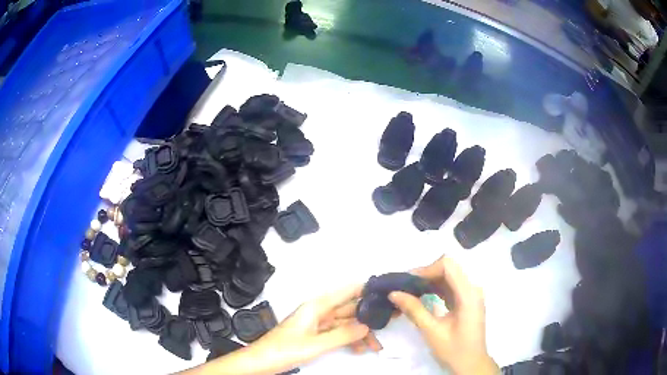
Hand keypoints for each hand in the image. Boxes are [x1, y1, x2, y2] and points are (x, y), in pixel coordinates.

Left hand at [190, 285, 380, 374]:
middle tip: (389, 321)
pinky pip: (337, 333)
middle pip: (348, 309)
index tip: (385, 292)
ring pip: (345, 323)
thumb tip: (366, 325)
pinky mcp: (315, 334)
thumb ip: (342, 335)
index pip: (346, 291)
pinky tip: (359, 348)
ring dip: (360, 332)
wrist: (262, 362)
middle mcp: (318, 311)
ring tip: (376, 344)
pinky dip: (349, 339)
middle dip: (368, 315)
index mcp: (316, 306)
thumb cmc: (283, 350)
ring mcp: (316, 323)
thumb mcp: (316, 344)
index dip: (365, 289)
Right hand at [388, 256, 498, 374]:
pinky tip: (421, 296)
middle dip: (425, 274)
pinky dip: (435, 289)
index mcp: (468, 294)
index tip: (407, 282)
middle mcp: (472, 289)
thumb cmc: (454, 349)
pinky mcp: (467, 301)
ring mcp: (471, 294)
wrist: (471, 364)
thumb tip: (394, 293)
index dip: (426, 269)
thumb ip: (414, 310)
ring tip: (409, 291)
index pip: (448, 266)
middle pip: (448, 269)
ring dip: (429, 281)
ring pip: (448, 277)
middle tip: (404, 286)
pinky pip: (450, 287)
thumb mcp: (432, 331)